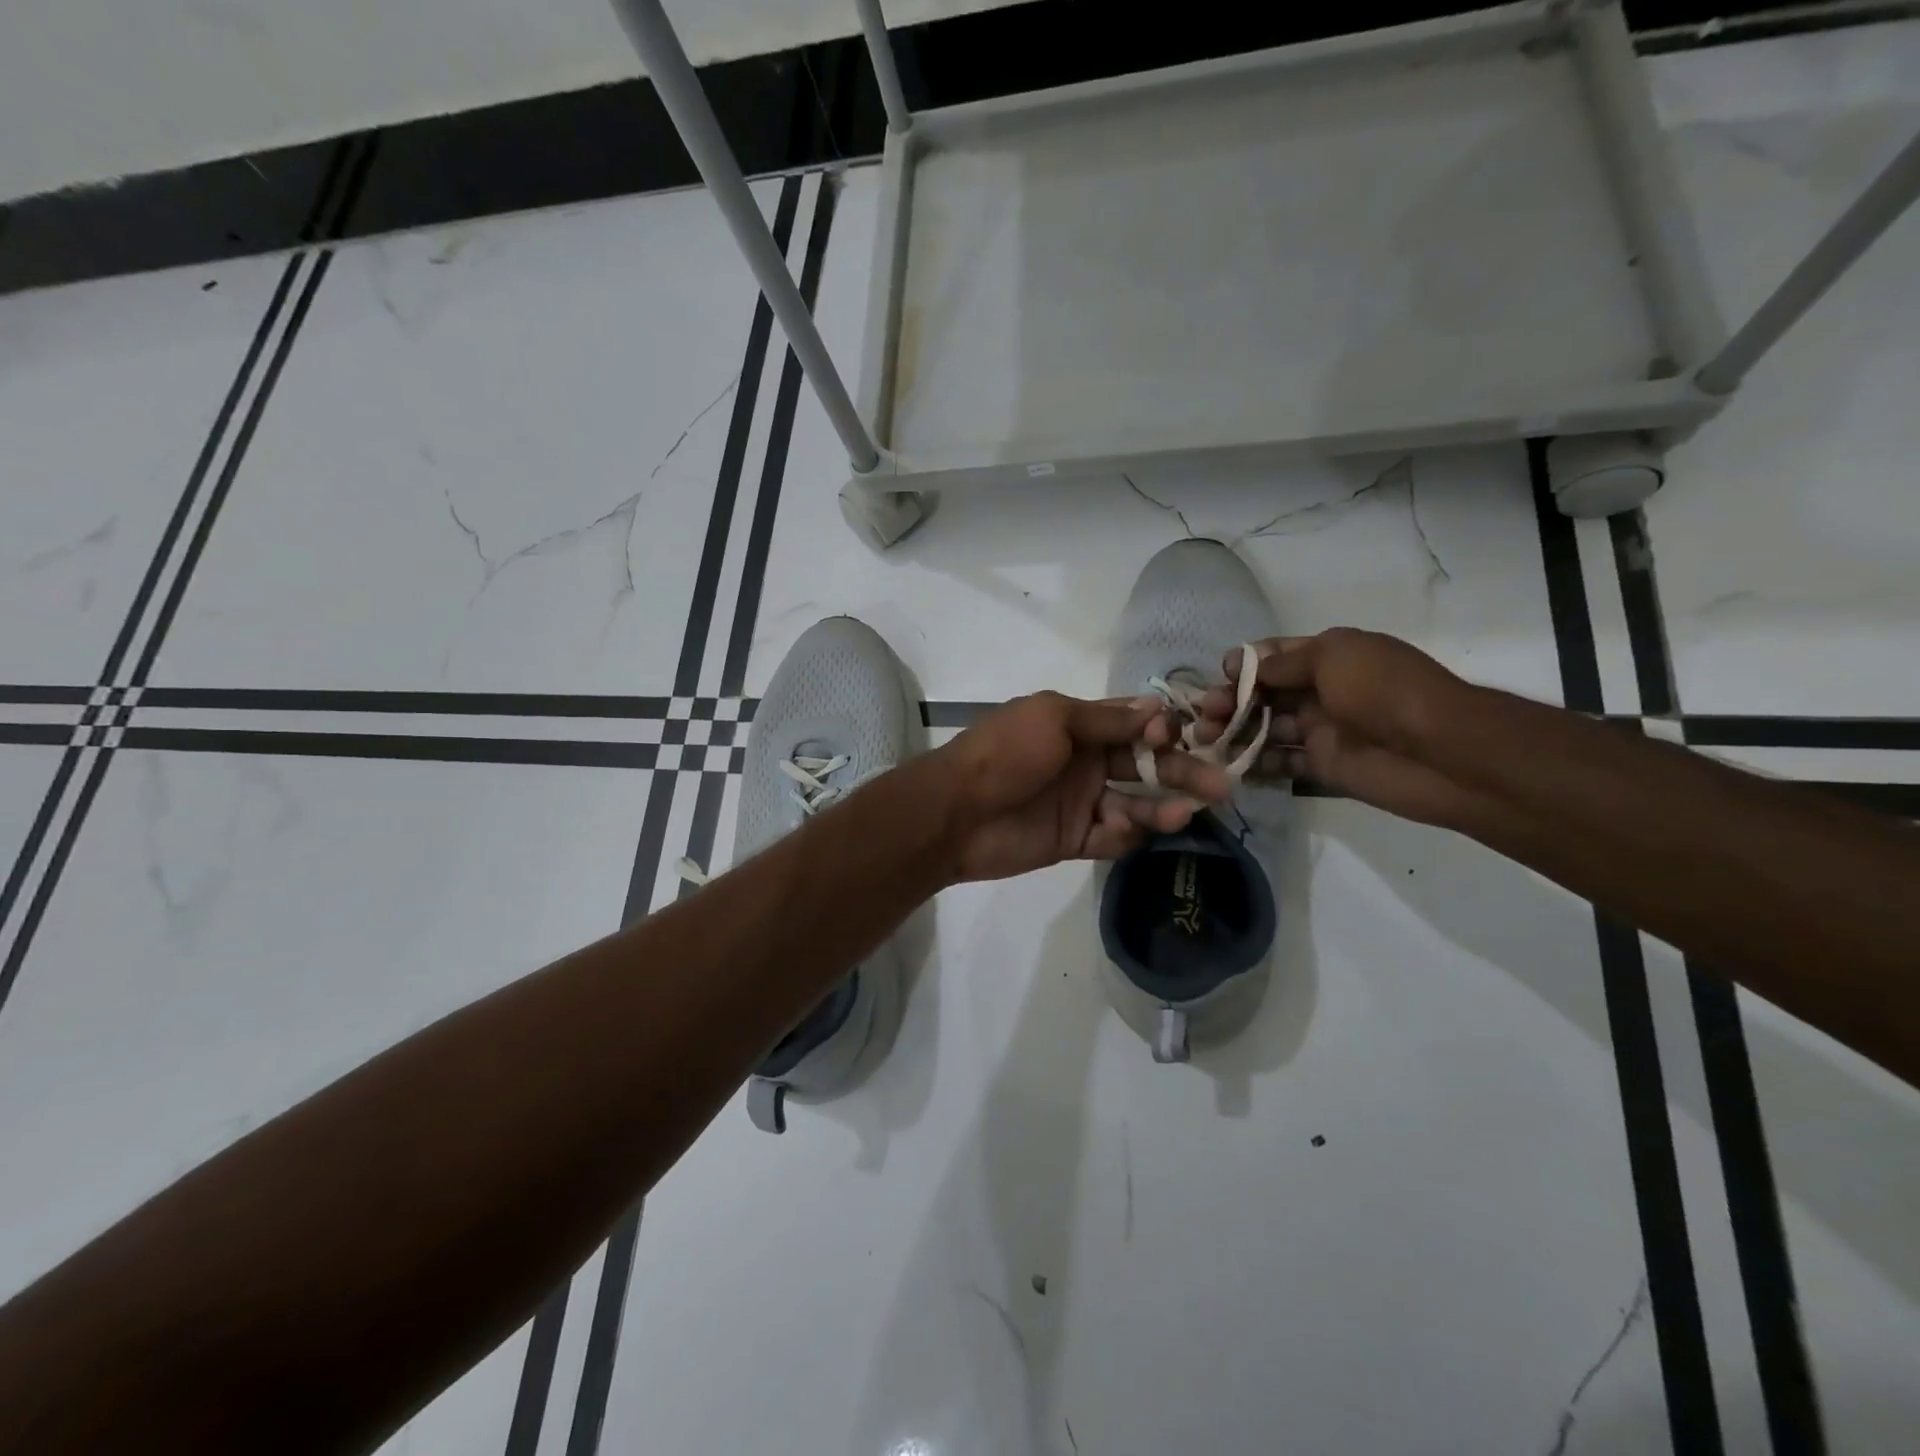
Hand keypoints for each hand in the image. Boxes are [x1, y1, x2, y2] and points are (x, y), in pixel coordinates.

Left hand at [932, 692, 1232, 882]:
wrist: (955, 813)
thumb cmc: (1005, 753)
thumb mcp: (1053, 718)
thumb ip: (1107, 719)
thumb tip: (1159, 709)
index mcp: (1078, 725)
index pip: (1135, 725)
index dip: (1166, 731)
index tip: (1193, 736)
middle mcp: (1085, 761)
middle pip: (1145, 765)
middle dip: (1181, 772)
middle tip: (1220, 786)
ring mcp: (1080, 802)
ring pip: (1135, 804)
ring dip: (1161, 808)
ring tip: (1183, 814)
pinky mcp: (1073, 839)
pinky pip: (1111, 838)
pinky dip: (1126, 835)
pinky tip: (1127, 831)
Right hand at [1198, 628, 1478, 826]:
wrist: (1440, 752)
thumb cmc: (1384, 691)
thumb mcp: (1333, 657)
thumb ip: (1283, 663)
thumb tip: (1242, 665)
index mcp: (1329, 657)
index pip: (1275, 656)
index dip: (1244, 665)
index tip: (1220, 677)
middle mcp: (1322, 690)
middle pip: (1265, 693)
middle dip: (1231, 701)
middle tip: (1205, 716)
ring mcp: (1322, 729)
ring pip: (1267, 728)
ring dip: (1235, 732)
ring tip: (1205, 742)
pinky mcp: (1323, 765)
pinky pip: (1281, 762)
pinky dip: (1256, 764)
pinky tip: (1229, 765)